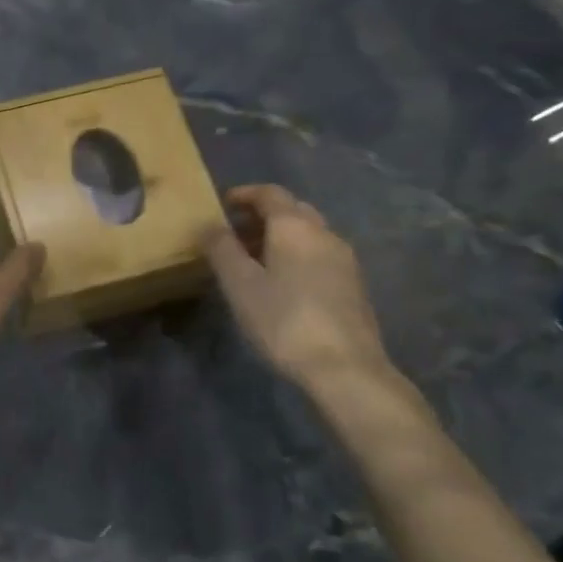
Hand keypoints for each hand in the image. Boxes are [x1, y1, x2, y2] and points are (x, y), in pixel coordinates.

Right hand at [203, 185, 391, 388]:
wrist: (345, 368)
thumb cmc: (284, 321)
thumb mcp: (240, 285)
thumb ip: (222, 249)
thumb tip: (209, 225)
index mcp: (295, 227)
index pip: (270, 193)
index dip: (244, 194)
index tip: (222, 204)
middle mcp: (324, 233)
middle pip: (292, 210)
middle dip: (262, 215)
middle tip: (235, 233)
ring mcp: (344, 259)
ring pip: (308, 233)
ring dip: (280, 236)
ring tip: (254, 259)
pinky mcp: (353, 284)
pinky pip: (319, 254)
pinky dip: (297, 254)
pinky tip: (283, 283)